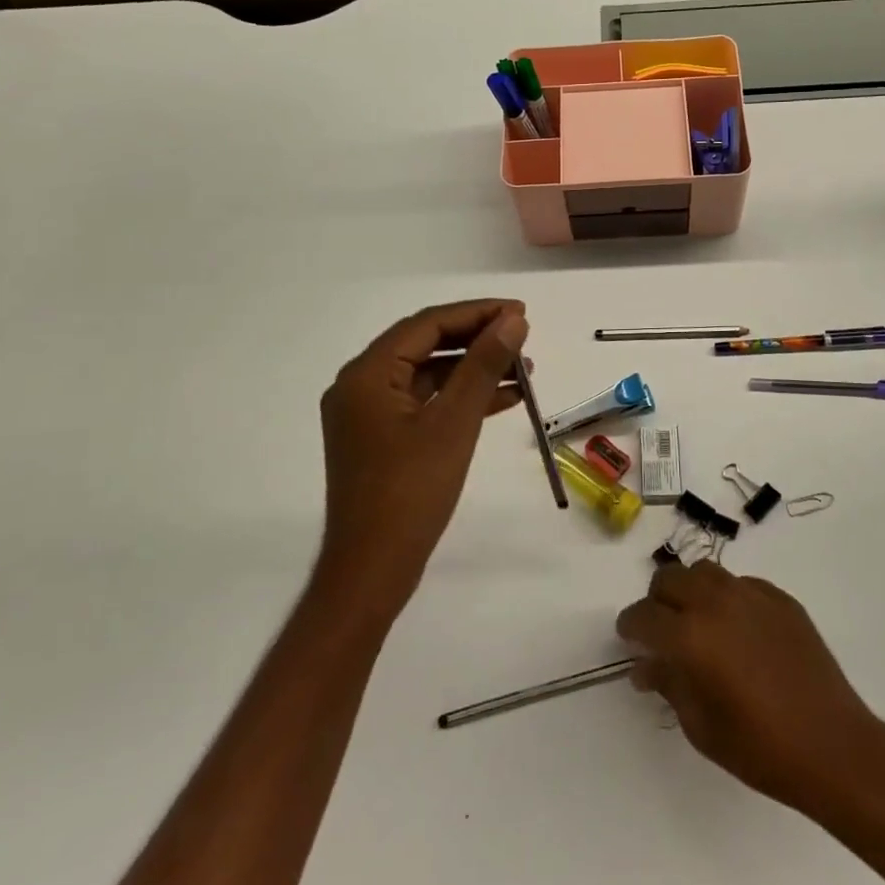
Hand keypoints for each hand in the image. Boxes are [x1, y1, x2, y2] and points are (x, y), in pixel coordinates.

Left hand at [316, 299, 528, 616]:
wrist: (371, 572)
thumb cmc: (410, 492)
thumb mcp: (454, 423)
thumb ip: (483, 365)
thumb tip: (513, 321)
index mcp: (367, 374)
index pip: (427, 324)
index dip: (477, 313)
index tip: (520, 312)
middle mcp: (361, 385)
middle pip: (426, 345)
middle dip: (477, 339)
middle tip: (523, 337)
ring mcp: (370, 414)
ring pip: (429, 374)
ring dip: (474, 369)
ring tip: (523, 368)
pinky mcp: (382, 439)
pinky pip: (426, 402)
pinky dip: (461, 398)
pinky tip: (503, 399)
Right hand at [616, 562, 881, 815]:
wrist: (834, 746)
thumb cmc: (761, 748)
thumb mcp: (702, 727)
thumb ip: (669, 685)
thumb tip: (646, 666)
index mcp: (690, 636)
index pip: (643, 616)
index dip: (630, 627)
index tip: (629, 639)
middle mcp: (715, 602)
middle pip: (669, 579)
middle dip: (658, 602)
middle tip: (662, 632)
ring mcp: (751, 594)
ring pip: (704, 572)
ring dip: (691, 592)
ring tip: (699, 623)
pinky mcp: (780, 598)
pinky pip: (740, 584)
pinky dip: (727, 598)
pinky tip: (739, 630)